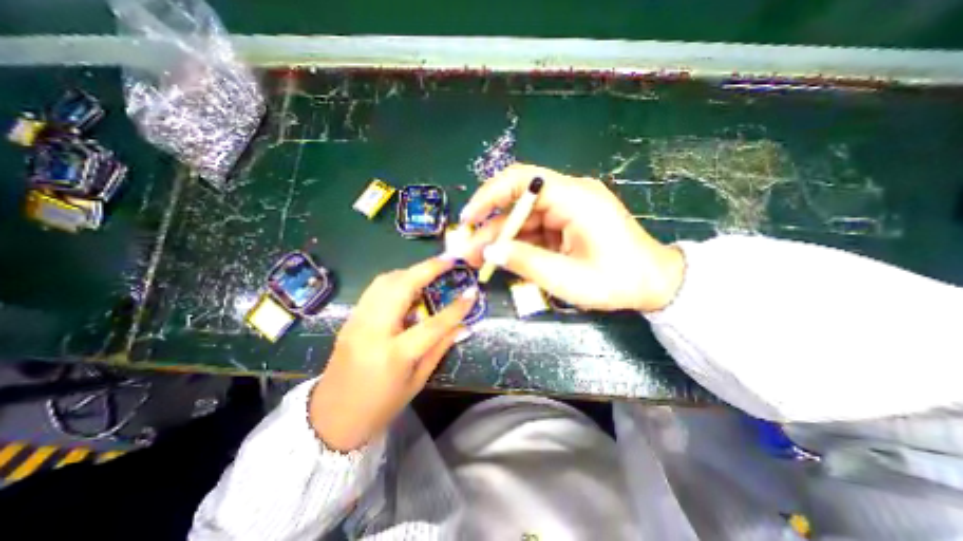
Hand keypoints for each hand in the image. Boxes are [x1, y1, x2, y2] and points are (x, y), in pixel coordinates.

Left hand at [308, 257, 471, 451]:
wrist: (331, 418)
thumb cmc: (381, 405)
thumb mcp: (417, 381)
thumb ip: (440, 348)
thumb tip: (463, 326)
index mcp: (394, 355)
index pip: (432, 325)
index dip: (456, 308)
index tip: (472, 292)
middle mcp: (373, 331)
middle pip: (401, 287)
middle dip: (428, 268)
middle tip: (449, 260)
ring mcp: (357, 321)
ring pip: (385, 281)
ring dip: (411, 271)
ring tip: (431, 270)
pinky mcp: (350, 318)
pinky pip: (375, 289)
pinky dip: (395, 280)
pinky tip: (409, 285)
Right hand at [457, 161, 684, 312]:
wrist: (654, 284)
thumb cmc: (616, 281)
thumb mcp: (567, 278)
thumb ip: (525, 262)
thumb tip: (489, 252)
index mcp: (575, 198)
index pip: (522, 180)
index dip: (489, 195)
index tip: (468, 218)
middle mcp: (569, 196)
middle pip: (518, 203)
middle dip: (490, 228)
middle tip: (467, 251)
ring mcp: (568, 210)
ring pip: (524, 219)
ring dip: (501, 239)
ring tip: (478, 261)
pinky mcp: (567, 224)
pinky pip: (535, 230)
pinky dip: (518, 245)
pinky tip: (503, 260)